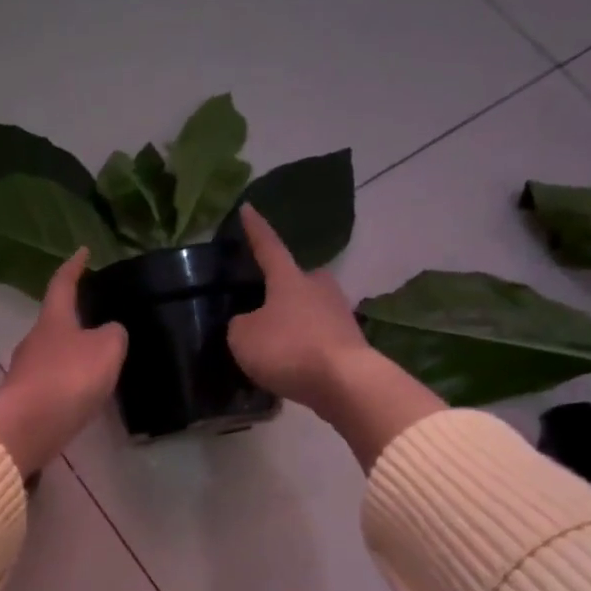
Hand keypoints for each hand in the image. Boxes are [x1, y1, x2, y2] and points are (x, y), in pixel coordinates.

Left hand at [0, 250, 126, 475]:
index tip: (82, 252)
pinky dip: (66, 384)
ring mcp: (25, 372)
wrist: (29, 426)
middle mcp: (34, 341)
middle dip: (73, 320)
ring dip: (71, 356)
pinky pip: (51, 384)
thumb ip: (113, 334)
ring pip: (52, 356)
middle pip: (54, 323)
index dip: (74, 267)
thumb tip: (109, 331)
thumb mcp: (106, 348)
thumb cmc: (69, 377)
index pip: (63, 284)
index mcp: (53, 320)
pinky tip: (81, 394)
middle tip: (96, 319)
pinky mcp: (25, 401)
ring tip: (95, 362)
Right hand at [227, 206, 444, 469]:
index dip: (255, 230)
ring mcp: (339, 313)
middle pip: (297, 279)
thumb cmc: (288, 349)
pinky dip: (305, 344)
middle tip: (264, 299)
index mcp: (289, 278)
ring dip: (294, 319)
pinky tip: (294, 361)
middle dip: (282, 286)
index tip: (248, 208)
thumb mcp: (243, 337)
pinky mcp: (350, 341)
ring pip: (310, 308)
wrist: (344, 382)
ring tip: (276, 338)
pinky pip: (319, 336)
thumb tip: (249, 323)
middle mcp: (318, 287)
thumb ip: (240, 324)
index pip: (268, 246)